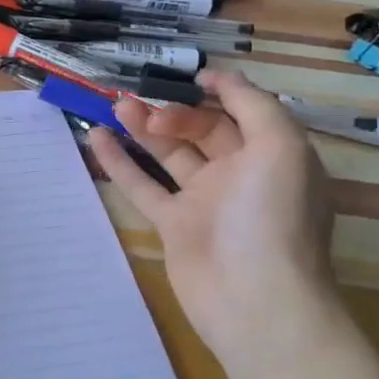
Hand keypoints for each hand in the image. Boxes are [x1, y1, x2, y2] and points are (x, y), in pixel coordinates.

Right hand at [87, 69, 338, 364]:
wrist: (254, 301)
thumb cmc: (272, 216)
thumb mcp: (281, 147)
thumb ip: (253, 105)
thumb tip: (219, 77)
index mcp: (272, 157)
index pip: (242, 113)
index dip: (217, 92)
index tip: (185, 77)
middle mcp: (240, 176)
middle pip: (202, 131)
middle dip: (173, 111)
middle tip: (141, 105)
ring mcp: (204, 202)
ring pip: (169, 154)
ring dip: (143, 128)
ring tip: (115, 105)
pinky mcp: (173, 225)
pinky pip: (143, 186)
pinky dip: (120, 162)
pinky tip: (97, 137)